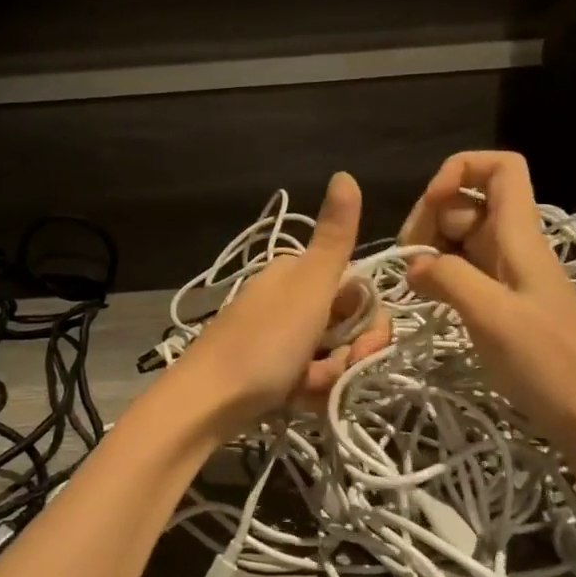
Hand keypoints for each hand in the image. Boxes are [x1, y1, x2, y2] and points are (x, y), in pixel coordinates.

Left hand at [167, 172, 389, 437]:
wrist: (206, 402)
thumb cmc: (263, 344)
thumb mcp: (308, 288)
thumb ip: (334, 238)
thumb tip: (344, 173)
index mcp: (295, 274)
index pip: (356, 290)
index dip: (368, 320)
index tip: (363, 343)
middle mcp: (286, 300)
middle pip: (345, 326)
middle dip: (349, 353)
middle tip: (332, 370)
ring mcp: (276, 337)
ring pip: (329, 356)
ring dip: (329, 376)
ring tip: (306, 388)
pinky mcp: (268, 371)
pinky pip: (307, 378)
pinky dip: (308, 391)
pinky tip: (295, 400)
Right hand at [400, 152, 575, 458]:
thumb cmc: (550, 364)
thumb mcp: (493, 315)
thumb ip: (449, 278)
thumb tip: (414, 264)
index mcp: (520, 236)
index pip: (501, 168)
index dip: (462, 170)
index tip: (432, 203)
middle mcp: (513, 246)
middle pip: (468, 202)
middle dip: (431, 215)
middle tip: (411, 257)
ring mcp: (507, 276)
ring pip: (461, 238)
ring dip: (431, 248)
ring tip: (413, 282)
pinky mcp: (501, 305)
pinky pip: (463, 272)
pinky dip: (440, 276)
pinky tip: (425, 299)